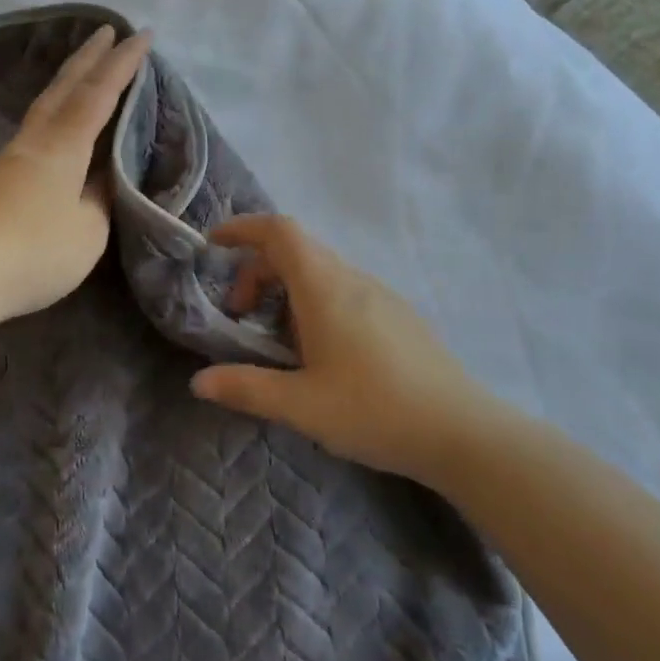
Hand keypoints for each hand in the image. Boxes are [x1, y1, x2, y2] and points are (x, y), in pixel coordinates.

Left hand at [0, 24, 151, 324]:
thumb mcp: (88, 233)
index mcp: (62, 148)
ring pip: (41, 111)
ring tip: (82, 79)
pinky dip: (50, 123)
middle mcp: (31, 144)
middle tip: (106, 30)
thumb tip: (100, 179)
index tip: (141, 34)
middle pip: (62, 89)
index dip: (122, 64)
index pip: (98, 95)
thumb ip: (99, 200)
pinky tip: (52, 146)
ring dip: (65, 87)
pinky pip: (29, 140)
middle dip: (88, 58)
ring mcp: (3, 161)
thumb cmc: (34, 254)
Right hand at [191, 216, 505, 491]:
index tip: (214, 246)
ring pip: (321, 271)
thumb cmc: (374, 410)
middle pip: (296, 250)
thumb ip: (246, 388)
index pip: (280, 231)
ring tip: (278, 342)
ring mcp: (381, 294)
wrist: (462, 431)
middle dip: (257, 271)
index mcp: (325, 288)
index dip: (243, 228)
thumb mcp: (301, 405)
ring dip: (287, 290)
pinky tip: (322, 354)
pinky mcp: (399, 315)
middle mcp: (352, 279)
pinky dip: (315, 303)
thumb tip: (198, 381)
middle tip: (240, 315)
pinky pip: (344, 290)